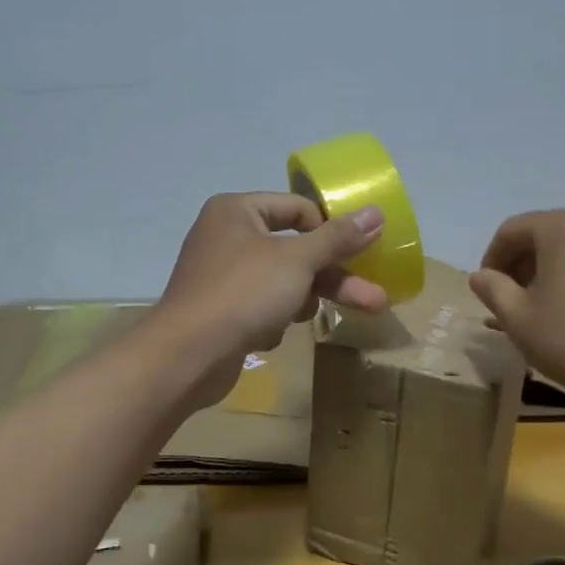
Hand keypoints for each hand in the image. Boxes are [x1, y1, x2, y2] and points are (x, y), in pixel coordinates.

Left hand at [155, 192, 387, 407]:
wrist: (187, 356)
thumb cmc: (243, 293)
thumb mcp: (298, 261)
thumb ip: (338, 238)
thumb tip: (376, 212)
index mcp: (237, 211)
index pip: (298, 208)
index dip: (330, 230)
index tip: (359, 254)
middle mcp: (226, 236)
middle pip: (295, 251)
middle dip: (334, 277)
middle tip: (374, 298)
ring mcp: (221, 276)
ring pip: (282, 282)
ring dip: (301, 301)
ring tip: (310, 321)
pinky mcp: (220, 311)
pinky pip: (261, 307)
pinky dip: (272, 320)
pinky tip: (267, 336)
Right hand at [469, 209, 564, 408]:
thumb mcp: (519, 319)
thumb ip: (493, 290)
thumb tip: (480, 276)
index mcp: (563, 229)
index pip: (513, 230)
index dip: (492, 258)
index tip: (485, 290)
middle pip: (545, 236)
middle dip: (521, 265)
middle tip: (508, 301)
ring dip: (550, 274)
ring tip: (541, 311)